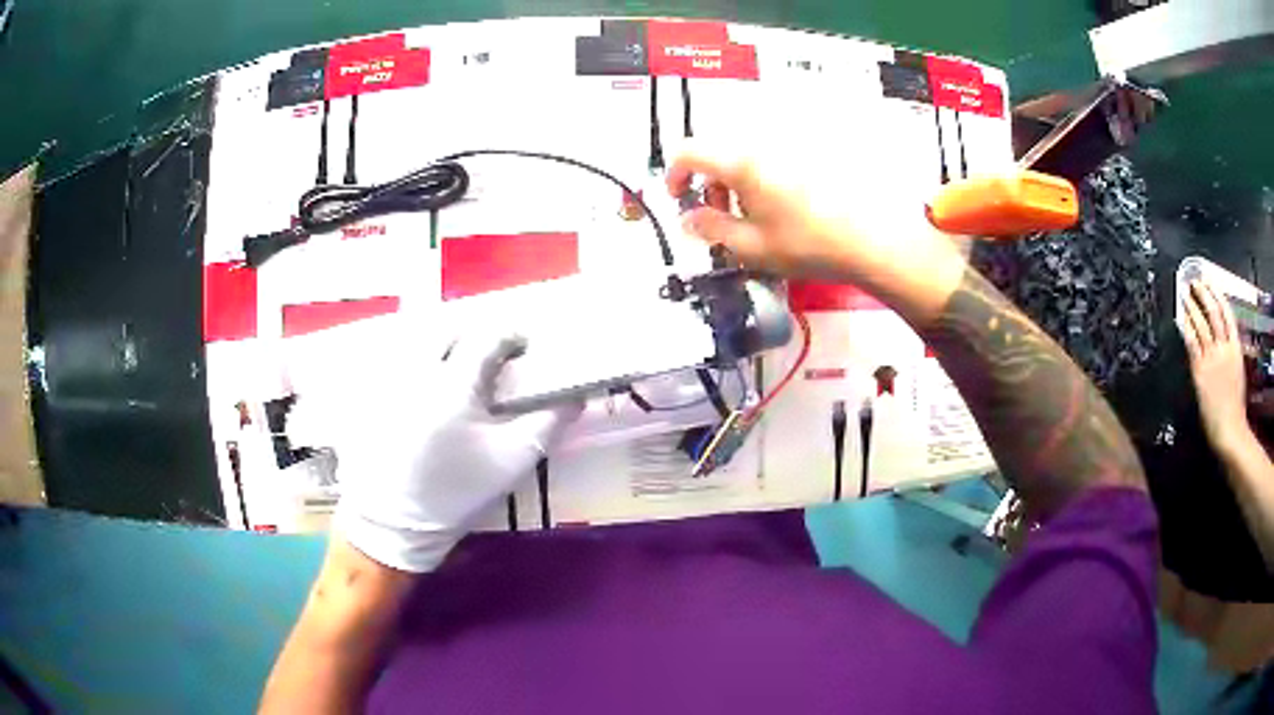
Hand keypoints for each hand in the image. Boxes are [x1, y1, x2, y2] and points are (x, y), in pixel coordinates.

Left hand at [332, 332, 581, 572]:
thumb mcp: (512, 461)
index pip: (487, 337)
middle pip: (447, 329)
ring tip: (456, 371)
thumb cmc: (456, 492)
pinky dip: (413, 360)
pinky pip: (393, 358)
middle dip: (472, 337)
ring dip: (441, 345)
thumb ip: (548, 424)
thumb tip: (574, 396)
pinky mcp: (369, 392)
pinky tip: (422, 389)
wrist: (395, 522)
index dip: (511, 337)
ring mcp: (386, 378)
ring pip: (416, 339)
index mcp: (453, 382)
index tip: (525, 348)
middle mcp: (416, 369)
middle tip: (488, 360)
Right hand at [665, 142, 967, 322]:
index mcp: (739, 162)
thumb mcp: (751, 247)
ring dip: (736, 178)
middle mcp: (760, 143)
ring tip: (755, 213)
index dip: (674, 174)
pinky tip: (783, 202)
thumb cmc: (807, 244)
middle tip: (722, 215)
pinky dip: (763, 174)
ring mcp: (788, 144)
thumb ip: (710, 230)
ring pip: (745, 151)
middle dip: (709, 181)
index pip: (688, 151)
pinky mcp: (810, 150)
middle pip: (717, 149)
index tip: (680, 199)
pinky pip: (772, 154)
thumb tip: (687, 218)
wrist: (871, 237)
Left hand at [1180, 280, 1250, 453]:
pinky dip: (1186, 328)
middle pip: (1213, 312)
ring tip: (1184, 293)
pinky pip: (1192, 343)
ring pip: (1201, 324)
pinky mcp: (1200, 371)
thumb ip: (1231, 353)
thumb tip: (1223, 339)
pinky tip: (1181, 319)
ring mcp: (1212, 358)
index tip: (1210, 281)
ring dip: (1192, 306)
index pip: (1227, 313)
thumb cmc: (1236, 406)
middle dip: (1203, 293)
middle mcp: (1224, 348)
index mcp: (1236, 348)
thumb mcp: (1238, 371)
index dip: (1217, 294)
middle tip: (1194, 281)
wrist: (1229, 428)